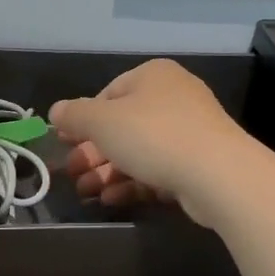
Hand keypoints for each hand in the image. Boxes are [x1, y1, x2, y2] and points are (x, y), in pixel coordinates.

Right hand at [49, 59, 254, 226]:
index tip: (65, 143)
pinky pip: (158, 169)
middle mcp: (174, 97)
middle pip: (123, 125)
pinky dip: (132, 182)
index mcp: (153, 76)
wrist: (217, 173)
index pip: (108, 93)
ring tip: (85, 193)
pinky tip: (110, 199)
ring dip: (108, 171)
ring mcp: (190, 131)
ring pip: (139, 150)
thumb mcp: (102, 121)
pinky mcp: (199, 163)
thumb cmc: (153, 135)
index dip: (83, 120)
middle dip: (93, 152)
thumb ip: (75, 115)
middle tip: (72, 173)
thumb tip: (56, 111)